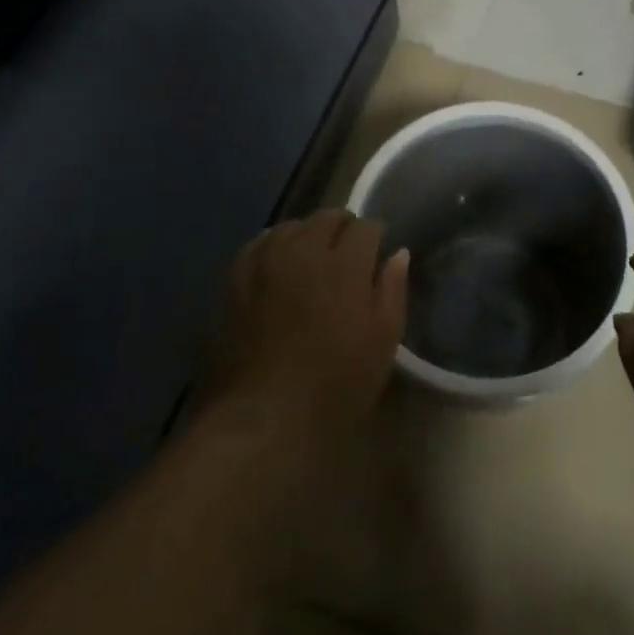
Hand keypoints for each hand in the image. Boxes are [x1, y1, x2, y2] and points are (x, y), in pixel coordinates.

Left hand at [208, 209, 408, 439]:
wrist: (263, 416)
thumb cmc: (335, 384)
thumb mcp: (382, 342)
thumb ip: (392, 290)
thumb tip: (398, 254)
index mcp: (345, 264)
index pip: (365, 227)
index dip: (376, 236)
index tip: (377, 251)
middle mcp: (304, 250)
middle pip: (327, 218)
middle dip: (343, 228)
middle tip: (348, 253)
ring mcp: (266, 261)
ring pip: (292, 226)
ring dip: (308, 234)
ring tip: (313, 256)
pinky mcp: (236, 278)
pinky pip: (259, 244)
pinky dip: (275, 246)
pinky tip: (278, 263)